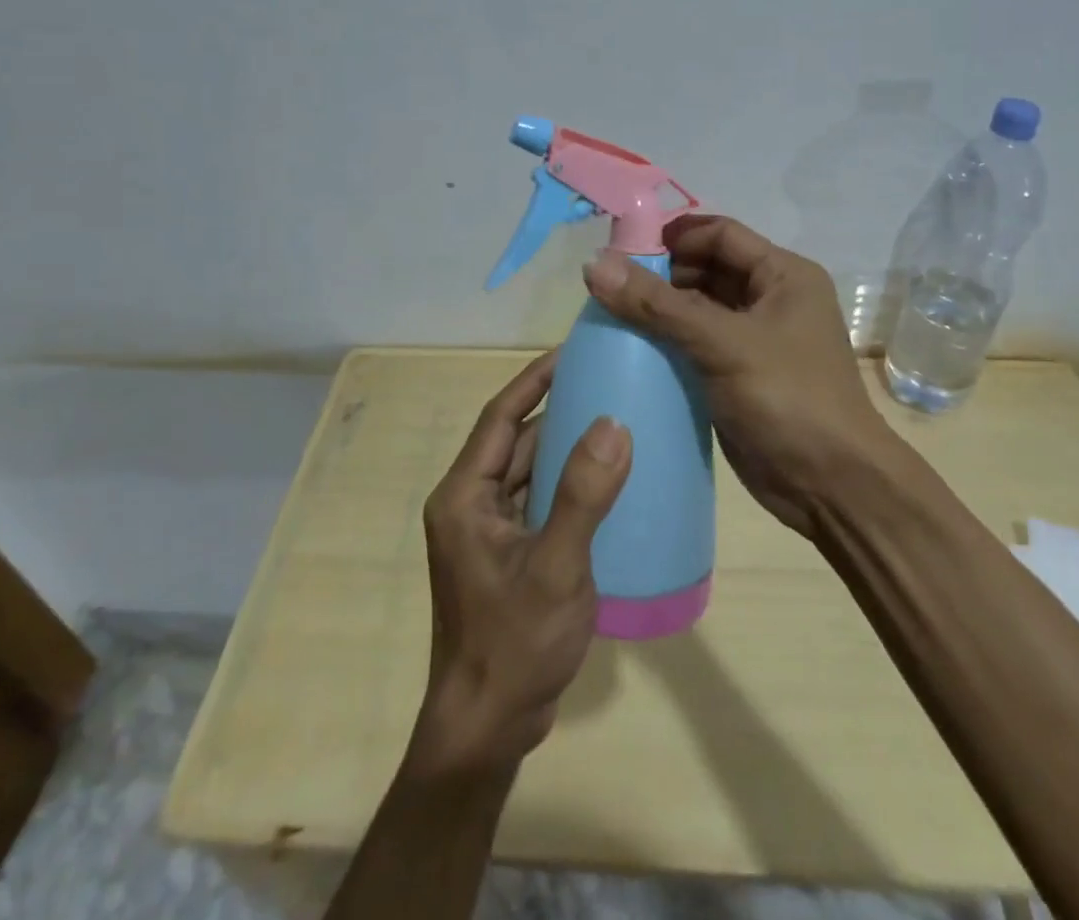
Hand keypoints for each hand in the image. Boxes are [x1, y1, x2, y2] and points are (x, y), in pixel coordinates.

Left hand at [411, 351, 631, 776]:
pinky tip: (606, 478)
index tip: (573, 350)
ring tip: (614, 417)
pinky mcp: (508, 554)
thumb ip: (583, 494)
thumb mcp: (556, 567)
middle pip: (514, 439)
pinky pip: (538, 499)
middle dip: (557, 408)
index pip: (500, 416)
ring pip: (528, 470)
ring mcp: (488, 531)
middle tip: (607, 380)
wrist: (487, 729)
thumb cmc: (514, 644)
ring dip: (565, 446)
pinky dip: (567, 482)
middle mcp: (470, 503)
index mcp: (464, 495)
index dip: (534, 379)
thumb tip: (613, 423)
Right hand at [582, 216, 888, 537]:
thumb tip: (595, 263)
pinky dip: (667, 343)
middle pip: (707, 269)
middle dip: (662, 274)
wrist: (831, 486)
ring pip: (698, 308)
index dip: (673, 237)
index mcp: (784, 276)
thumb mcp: (723, 344)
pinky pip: (696, 344)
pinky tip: (631, 351)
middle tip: (609, 287)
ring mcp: (755, 340)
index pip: (720, 234)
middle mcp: (771, 299)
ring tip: (611, 316)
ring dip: (660, 310)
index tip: (622, 251)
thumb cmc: (788, 399)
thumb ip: (658, 304)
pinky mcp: (738, 375)